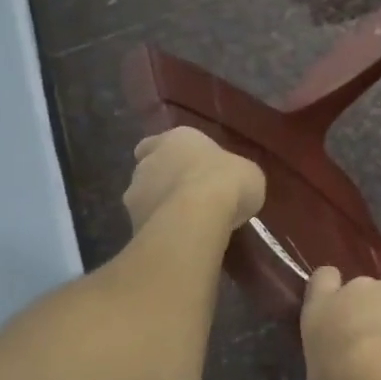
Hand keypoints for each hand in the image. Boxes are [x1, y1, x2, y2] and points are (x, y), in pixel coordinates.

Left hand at [123, 127, 264, 238]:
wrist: (197, 215)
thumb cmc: (226, 180)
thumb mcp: (247, 174)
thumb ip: (232, 175)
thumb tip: (231, 187)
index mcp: (177, 139)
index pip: (156, 142)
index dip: (169, 156)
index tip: (184, 169)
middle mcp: (149, 161)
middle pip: (150, 170)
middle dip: (164, 182)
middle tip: (189, 198)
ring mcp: (135, 193)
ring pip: (145, 199)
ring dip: (160, 208)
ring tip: (186, 224)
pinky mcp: (132, 223)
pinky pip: (147, 226)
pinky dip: (160, 231)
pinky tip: (180, 240)